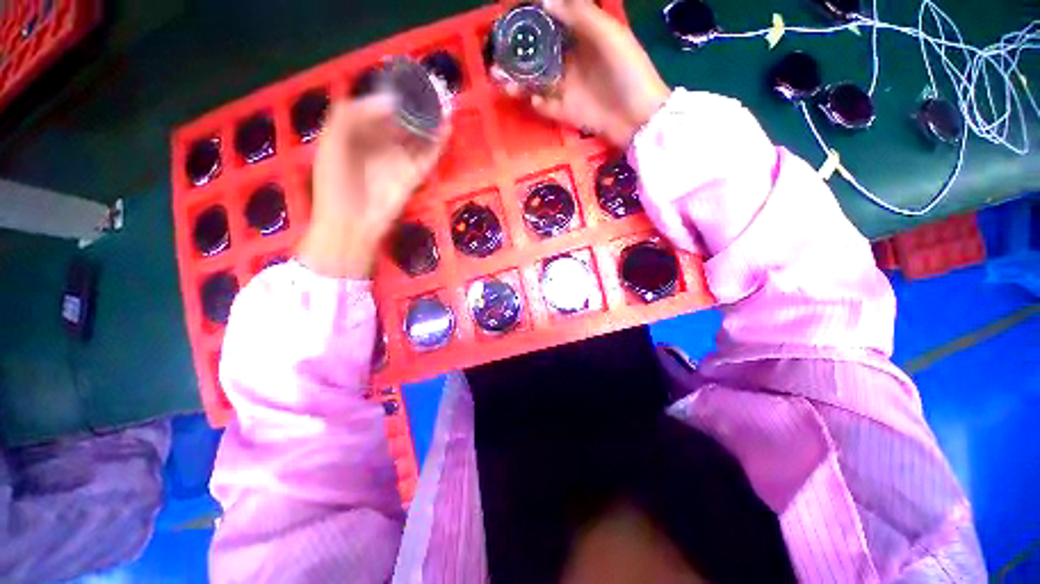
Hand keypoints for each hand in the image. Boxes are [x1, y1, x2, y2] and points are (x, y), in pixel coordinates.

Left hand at [298, 96, 446, 277]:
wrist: (352, 224)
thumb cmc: (335, 185)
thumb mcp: (331, 144)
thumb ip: (351, 116)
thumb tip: (389, 102)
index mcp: (356, 133)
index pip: (377, 108)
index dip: (392, 95)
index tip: (408, 84)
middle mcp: (380, 144)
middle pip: (401, 120)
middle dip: (416, 107)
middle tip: (433, 91)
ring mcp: (398, 161)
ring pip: (418, 137)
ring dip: (431, 123)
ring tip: (445, 106)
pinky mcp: (413, 177)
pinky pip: (428, 157)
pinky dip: (438, 144)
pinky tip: (446, 130)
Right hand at [504, 0, 670, 147]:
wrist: (638, 118)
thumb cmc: (629, 71)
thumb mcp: (609, 36)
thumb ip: (581, 16)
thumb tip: (545, 0)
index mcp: (582, 40)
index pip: (552, 26)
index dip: (532, 21)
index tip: (512, 18)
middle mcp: (571, 63)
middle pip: (539, 56)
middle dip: (518, 55)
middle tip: (497, 54)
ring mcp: (568, 90)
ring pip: (537, 83)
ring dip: (518, 81)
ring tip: (500, 79)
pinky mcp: (567, 114)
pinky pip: (546, 108)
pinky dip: (537, 104)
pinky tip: (532, 100)